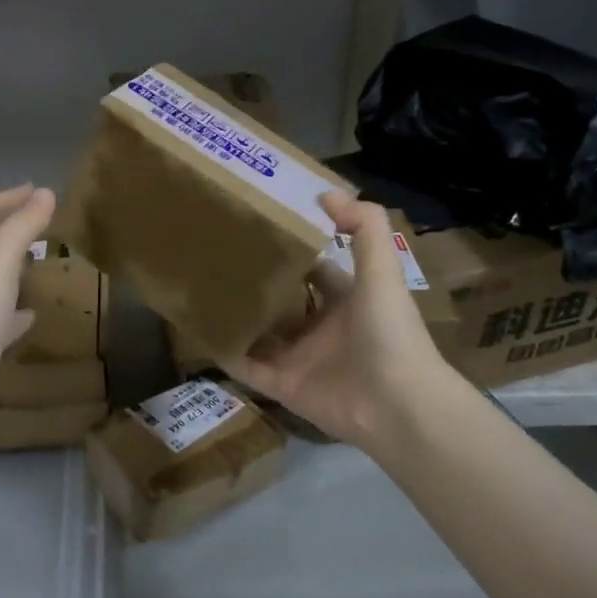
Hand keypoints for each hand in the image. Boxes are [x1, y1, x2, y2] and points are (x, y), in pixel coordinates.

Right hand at [223, 192, 455, 452]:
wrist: (397, 404)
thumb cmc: (390, 332)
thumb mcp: (382, 271)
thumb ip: (364, 228)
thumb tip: (325, 192)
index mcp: (346, 300)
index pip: (313, 269)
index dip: (291, 250)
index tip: (257, 229)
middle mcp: (320, 328)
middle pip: (282, 301)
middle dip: (256, 283)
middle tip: (216, 257)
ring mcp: (299, 358)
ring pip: (261, 333)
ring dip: (237, 316)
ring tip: (199, 290)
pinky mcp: (283, 386)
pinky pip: (247, 367)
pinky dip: (226, 353)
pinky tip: (200, 333)